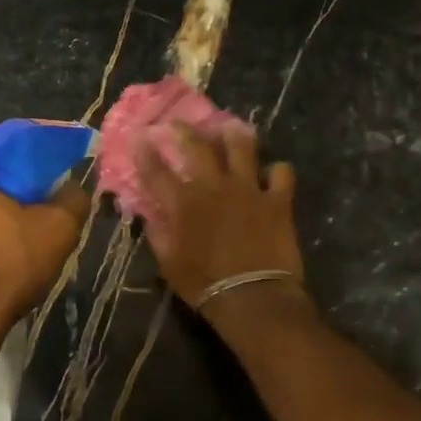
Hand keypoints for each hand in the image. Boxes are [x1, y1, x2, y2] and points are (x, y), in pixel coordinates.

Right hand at [135, 123, 304, 308]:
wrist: (253, 297)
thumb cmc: (204, 285)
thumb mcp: (169, 264)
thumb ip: (158, 235)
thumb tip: (150, 217)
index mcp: (183, 203)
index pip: (157, 172)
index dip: (145, 153)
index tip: (139, 138)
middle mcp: (214, 187)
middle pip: (197, 147)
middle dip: (184, 131)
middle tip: (177, 123)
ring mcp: (249, 189)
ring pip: (242, 148)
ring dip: (233, 135)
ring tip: (229, 127)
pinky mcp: (277, 200)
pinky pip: (281, 173)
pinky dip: (276, 171)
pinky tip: (272, 173)